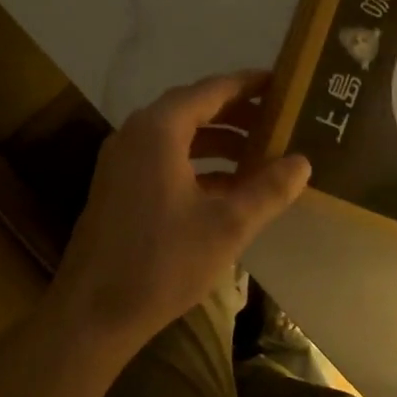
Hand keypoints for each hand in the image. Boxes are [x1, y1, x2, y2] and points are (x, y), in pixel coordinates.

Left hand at [49, 70, 310, 350]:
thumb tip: (302, 162)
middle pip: (194, 109)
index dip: (249, 85)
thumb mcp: (228, 226)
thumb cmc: (162, 262)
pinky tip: (229, 187)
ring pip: (179, 136)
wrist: (93, 313)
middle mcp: (136, 134)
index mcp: (159, 130)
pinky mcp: (119, 187)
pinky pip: (165, 159)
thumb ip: (268, 189)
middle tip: (278, 120)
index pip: (212, 90)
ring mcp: (123, 162)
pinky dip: (199, 164)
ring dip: (219, 141)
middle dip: (237, 114)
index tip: (282, 83)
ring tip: (260, 154)